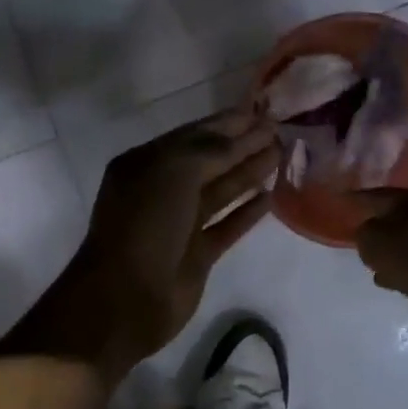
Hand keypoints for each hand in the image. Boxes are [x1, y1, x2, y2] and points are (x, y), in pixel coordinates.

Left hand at [72, 106, 278, 371]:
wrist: (126, 296)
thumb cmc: (145, 224)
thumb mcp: (173, 172)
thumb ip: (209, 150)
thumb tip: (241, 136)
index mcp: (145, 164)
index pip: (192, 136)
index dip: (226, 124)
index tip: (261, 112)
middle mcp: (161, 190)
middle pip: (209, 162)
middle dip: (242, 145)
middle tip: (279, 130)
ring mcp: (179, 224)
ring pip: (220, 192)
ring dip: (249, 173)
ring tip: (281, 154)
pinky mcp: (196, 255)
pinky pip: (226, 226)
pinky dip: (246, 212)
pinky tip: (271, 196)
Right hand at [353, 189, 407, 307]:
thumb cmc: (407, 254)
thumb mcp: (370, 239)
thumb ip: (363, 230)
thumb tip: (368, 231)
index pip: (378, 195)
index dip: (357, 199)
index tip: (343, 201)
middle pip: (397, 216)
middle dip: (379, 226)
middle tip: (360, 233)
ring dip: (392, 249)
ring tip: (374, 262)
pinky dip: (404, 264)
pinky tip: (390, 276)